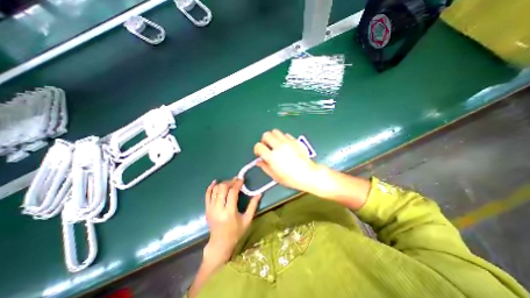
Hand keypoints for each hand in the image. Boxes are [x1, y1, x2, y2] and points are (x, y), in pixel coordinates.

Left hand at [203, 178, 259, 264]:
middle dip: (230, 182)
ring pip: (215, 190)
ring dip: (223, 183)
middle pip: (222, 188)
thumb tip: (259, 193)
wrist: (220, 243)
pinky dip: (211, 187)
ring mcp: (211, 208)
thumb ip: (253, 206)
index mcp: (229, 212)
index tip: (242, 179)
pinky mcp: (207, 209)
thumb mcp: (247, 220)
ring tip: (230, 182)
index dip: (237, 184)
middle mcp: (218, 209)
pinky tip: (216, 182)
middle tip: (236, 180)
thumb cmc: (236, 232)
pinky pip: (207, 194)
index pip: (232, 192)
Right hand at [253, 129, 318, 194]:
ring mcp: (288, 142)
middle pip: (266, 135)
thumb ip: (265, 167)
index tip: (259, 153)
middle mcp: (279, 147)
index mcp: (272, 157)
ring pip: (275, 131)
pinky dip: (283, 138)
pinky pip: (286, 134)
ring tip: (275, 144)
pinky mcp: (295, 141)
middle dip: (264, 140)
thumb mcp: (275, 176)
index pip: (258, 146)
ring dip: (273, 137)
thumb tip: (259, 162)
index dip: (257, 149)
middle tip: (267, 146)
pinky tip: (285, 145)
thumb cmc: (292, 178)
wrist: (308, 174)